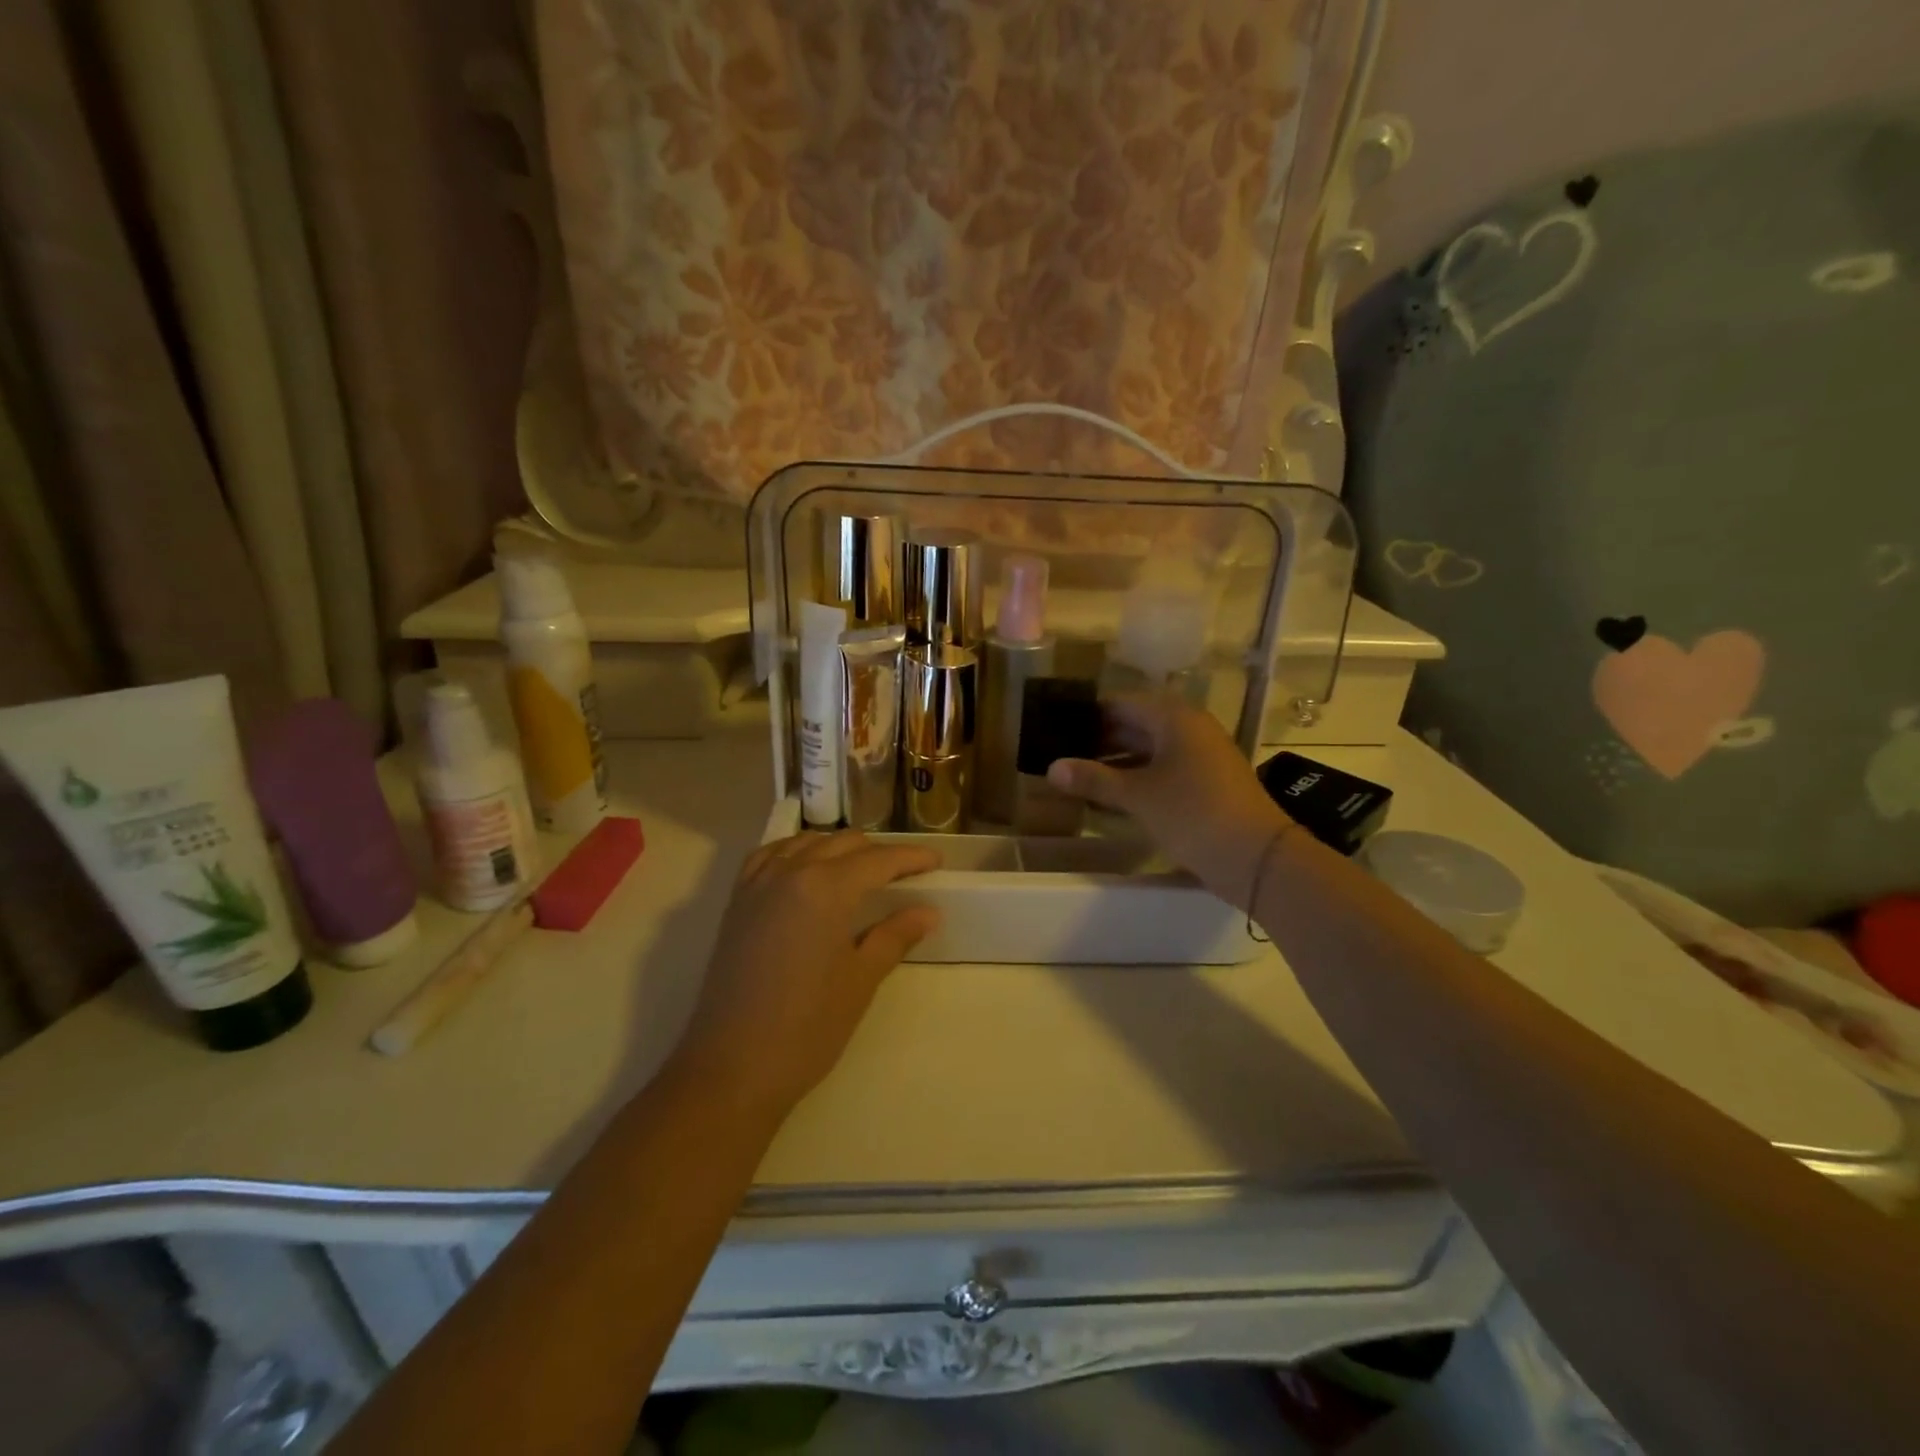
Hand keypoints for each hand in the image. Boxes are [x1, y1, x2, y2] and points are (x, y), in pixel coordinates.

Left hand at [674, 831, 940, 1118]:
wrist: (731, 1068)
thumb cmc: (807, 1027)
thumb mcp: (860, 980)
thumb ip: (895, 936)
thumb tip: (928, 912)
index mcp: (826, 888)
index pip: (878, 859)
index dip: (911, 858)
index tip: (936, 861)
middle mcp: (790, 872)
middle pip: (842, 844)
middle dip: (877, 852)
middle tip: (904, 874)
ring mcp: (757, 885)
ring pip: (805, 843)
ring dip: (837, 848)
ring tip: (860, 870)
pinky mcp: (736, 903)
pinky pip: (769, 856)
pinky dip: (795, 852)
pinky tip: (805, 869)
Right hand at [1047, 698, 1290, 910]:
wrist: (1256, 858)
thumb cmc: (1193, 813)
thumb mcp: (1137, 795)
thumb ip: (1093, 779)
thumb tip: (1051, 768)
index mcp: (1174, 717)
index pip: (1121, 703)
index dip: (1088, 714)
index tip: (1056, 727)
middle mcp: (1189, 728)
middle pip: (1135, 724)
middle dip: (1099, 740)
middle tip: (1061, 754)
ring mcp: (1201, 756)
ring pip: (1148, 750)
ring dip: (1116, 762)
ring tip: (1078, 776)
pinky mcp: (1206, 783)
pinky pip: (1162, 770)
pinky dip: (1136, 778)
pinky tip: (1110, 796)